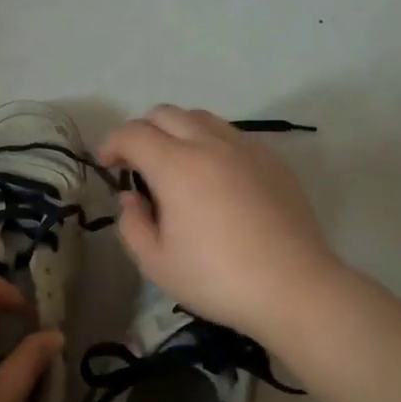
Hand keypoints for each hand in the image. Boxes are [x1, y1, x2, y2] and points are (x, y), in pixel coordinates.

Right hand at [97, 106, 342, 341]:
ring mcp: (246, 148)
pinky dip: (210, 143)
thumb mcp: (156, 263)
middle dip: (141, 132)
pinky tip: (214, 178)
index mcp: (177, 166)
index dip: (111, 144)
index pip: (133, 133)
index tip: (106, 165)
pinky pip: (231, 135)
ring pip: (200, 118)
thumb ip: (132, 224)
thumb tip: (131, 198)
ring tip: (175, 166)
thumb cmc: (217, 280)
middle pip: (165, 113)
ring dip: (177, 132)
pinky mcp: (272, 160)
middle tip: (137, 165)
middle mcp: (210, 145)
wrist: (294, 288)